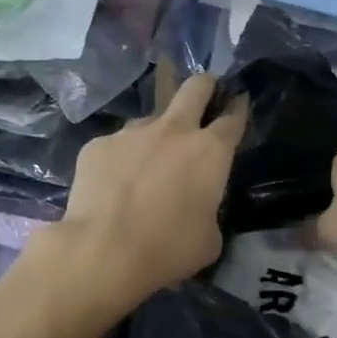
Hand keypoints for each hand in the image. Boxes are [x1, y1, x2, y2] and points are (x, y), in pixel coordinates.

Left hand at [56, 73, 246, 303]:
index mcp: (210, 151)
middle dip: (205, 86)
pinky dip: (120, 161)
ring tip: (145, 167)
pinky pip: (116, 146)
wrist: (103, 251)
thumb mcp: (209, 238)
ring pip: (150, 120)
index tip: (238, 104)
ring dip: (156, 135)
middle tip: (205, 93)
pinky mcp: (98, 145)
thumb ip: (209, 209)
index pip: (233, 118)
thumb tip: (198, 206)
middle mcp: (174, 131)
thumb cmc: (168, 249)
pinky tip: (112, 187)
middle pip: (195, 88)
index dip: (238, 109)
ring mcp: (132, 133)